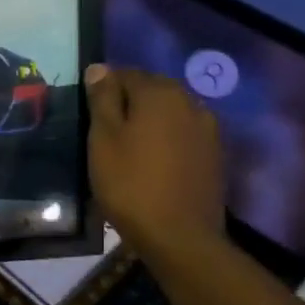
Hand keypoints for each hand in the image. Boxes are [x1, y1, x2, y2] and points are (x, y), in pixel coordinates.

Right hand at [83, 63, 225, 253]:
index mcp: (159, 93)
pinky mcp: (214, 154)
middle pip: (151, 90)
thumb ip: (102, 99)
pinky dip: (166, 140)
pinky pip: (183, 134)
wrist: (179, 236)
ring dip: (149, 122)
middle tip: (105, 132)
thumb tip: (99, 68)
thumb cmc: (130, 183)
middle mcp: (189, 101)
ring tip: (129, 148)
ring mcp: (207, 128)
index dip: (103, 90)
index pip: (125, 74)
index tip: (89, 115)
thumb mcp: (103, 138)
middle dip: (128, 103)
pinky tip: (153, 162)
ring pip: (169, 113)